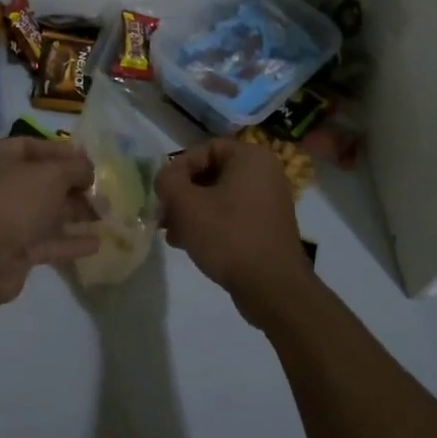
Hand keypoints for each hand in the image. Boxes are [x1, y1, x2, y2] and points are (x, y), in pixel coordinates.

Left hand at [0, 138, 98, 344]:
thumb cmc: (14, 199)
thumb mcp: (51, 174)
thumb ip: (75, 168)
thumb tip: (88, 170)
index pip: (30, 146)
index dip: (62, 152)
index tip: (90, 160)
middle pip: (39, 181)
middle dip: (72, 185)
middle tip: (102, 190)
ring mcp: (1, 220)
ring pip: (43, 212)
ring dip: (74, 213)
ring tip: (106, 214)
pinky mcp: (11, 250)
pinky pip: (44, 241)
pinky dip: (68, 241)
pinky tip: (96, 243)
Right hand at [156, 139, 309, 326]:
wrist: (273, 288)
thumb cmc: (229, 236)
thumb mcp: (186, 204)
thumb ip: (167, 181)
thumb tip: (166, 178)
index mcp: (251, 158)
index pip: (205, 149)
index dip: (179, 168)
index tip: (163, 192)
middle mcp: (265, 174)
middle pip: (210, 174)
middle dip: (182, 194)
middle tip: (163, 215)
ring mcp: (269, 202)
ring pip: (218, 197)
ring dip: (192, 212)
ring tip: (172, 234)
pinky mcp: (267, 228)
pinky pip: (232, 216)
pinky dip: (210, 224)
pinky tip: (189, 244)